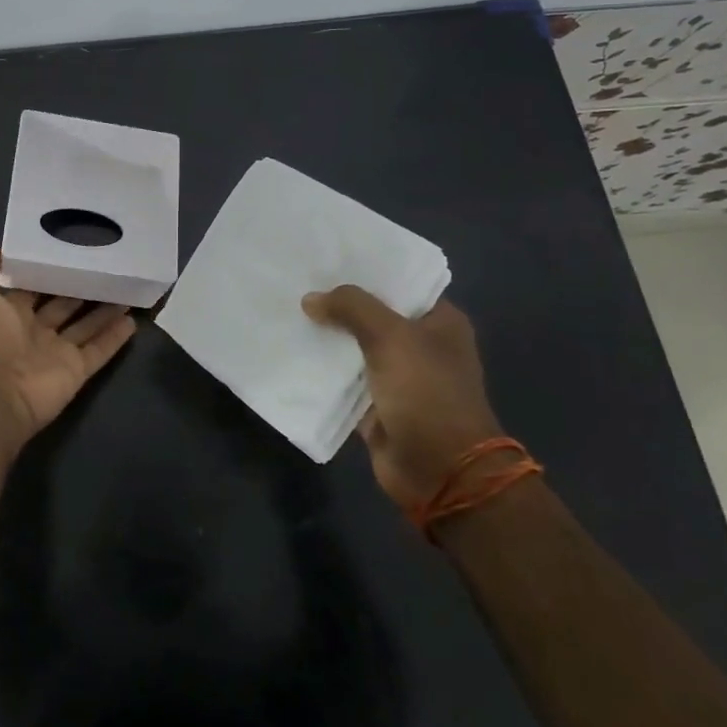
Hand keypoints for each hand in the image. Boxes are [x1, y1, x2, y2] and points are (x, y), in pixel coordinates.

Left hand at [0, 248, 137, 445]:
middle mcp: (34, 330)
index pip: (33, 286)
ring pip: (86, 325)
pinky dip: (115, 336)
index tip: (70, 248)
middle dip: (81, 287)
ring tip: (126, 286)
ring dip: (104, 309)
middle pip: (64, 304)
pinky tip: (133, 318)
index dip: (48, 269)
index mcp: (9, 313)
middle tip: (105, 264)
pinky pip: (100, 350)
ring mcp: (57, 351)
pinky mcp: (77, 369)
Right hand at [302, 286, 502, 508]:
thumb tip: (311, 299)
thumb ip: (351, 308)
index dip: (366, 269)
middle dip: (337, 302)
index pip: (400, 282)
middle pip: (371, 313)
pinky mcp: (375, 404)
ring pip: (353, 345)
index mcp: (439, 322)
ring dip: (326, 335)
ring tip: (286, 309)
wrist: (440, 470)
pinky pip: (342, 378)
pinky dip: (321, 368)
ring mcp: (397, 376)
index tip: (326, 255)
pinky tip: (290, 349)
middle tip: (296, 279)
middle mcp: (420, 345)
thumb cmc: (427, 393)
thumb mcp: (391, 337)